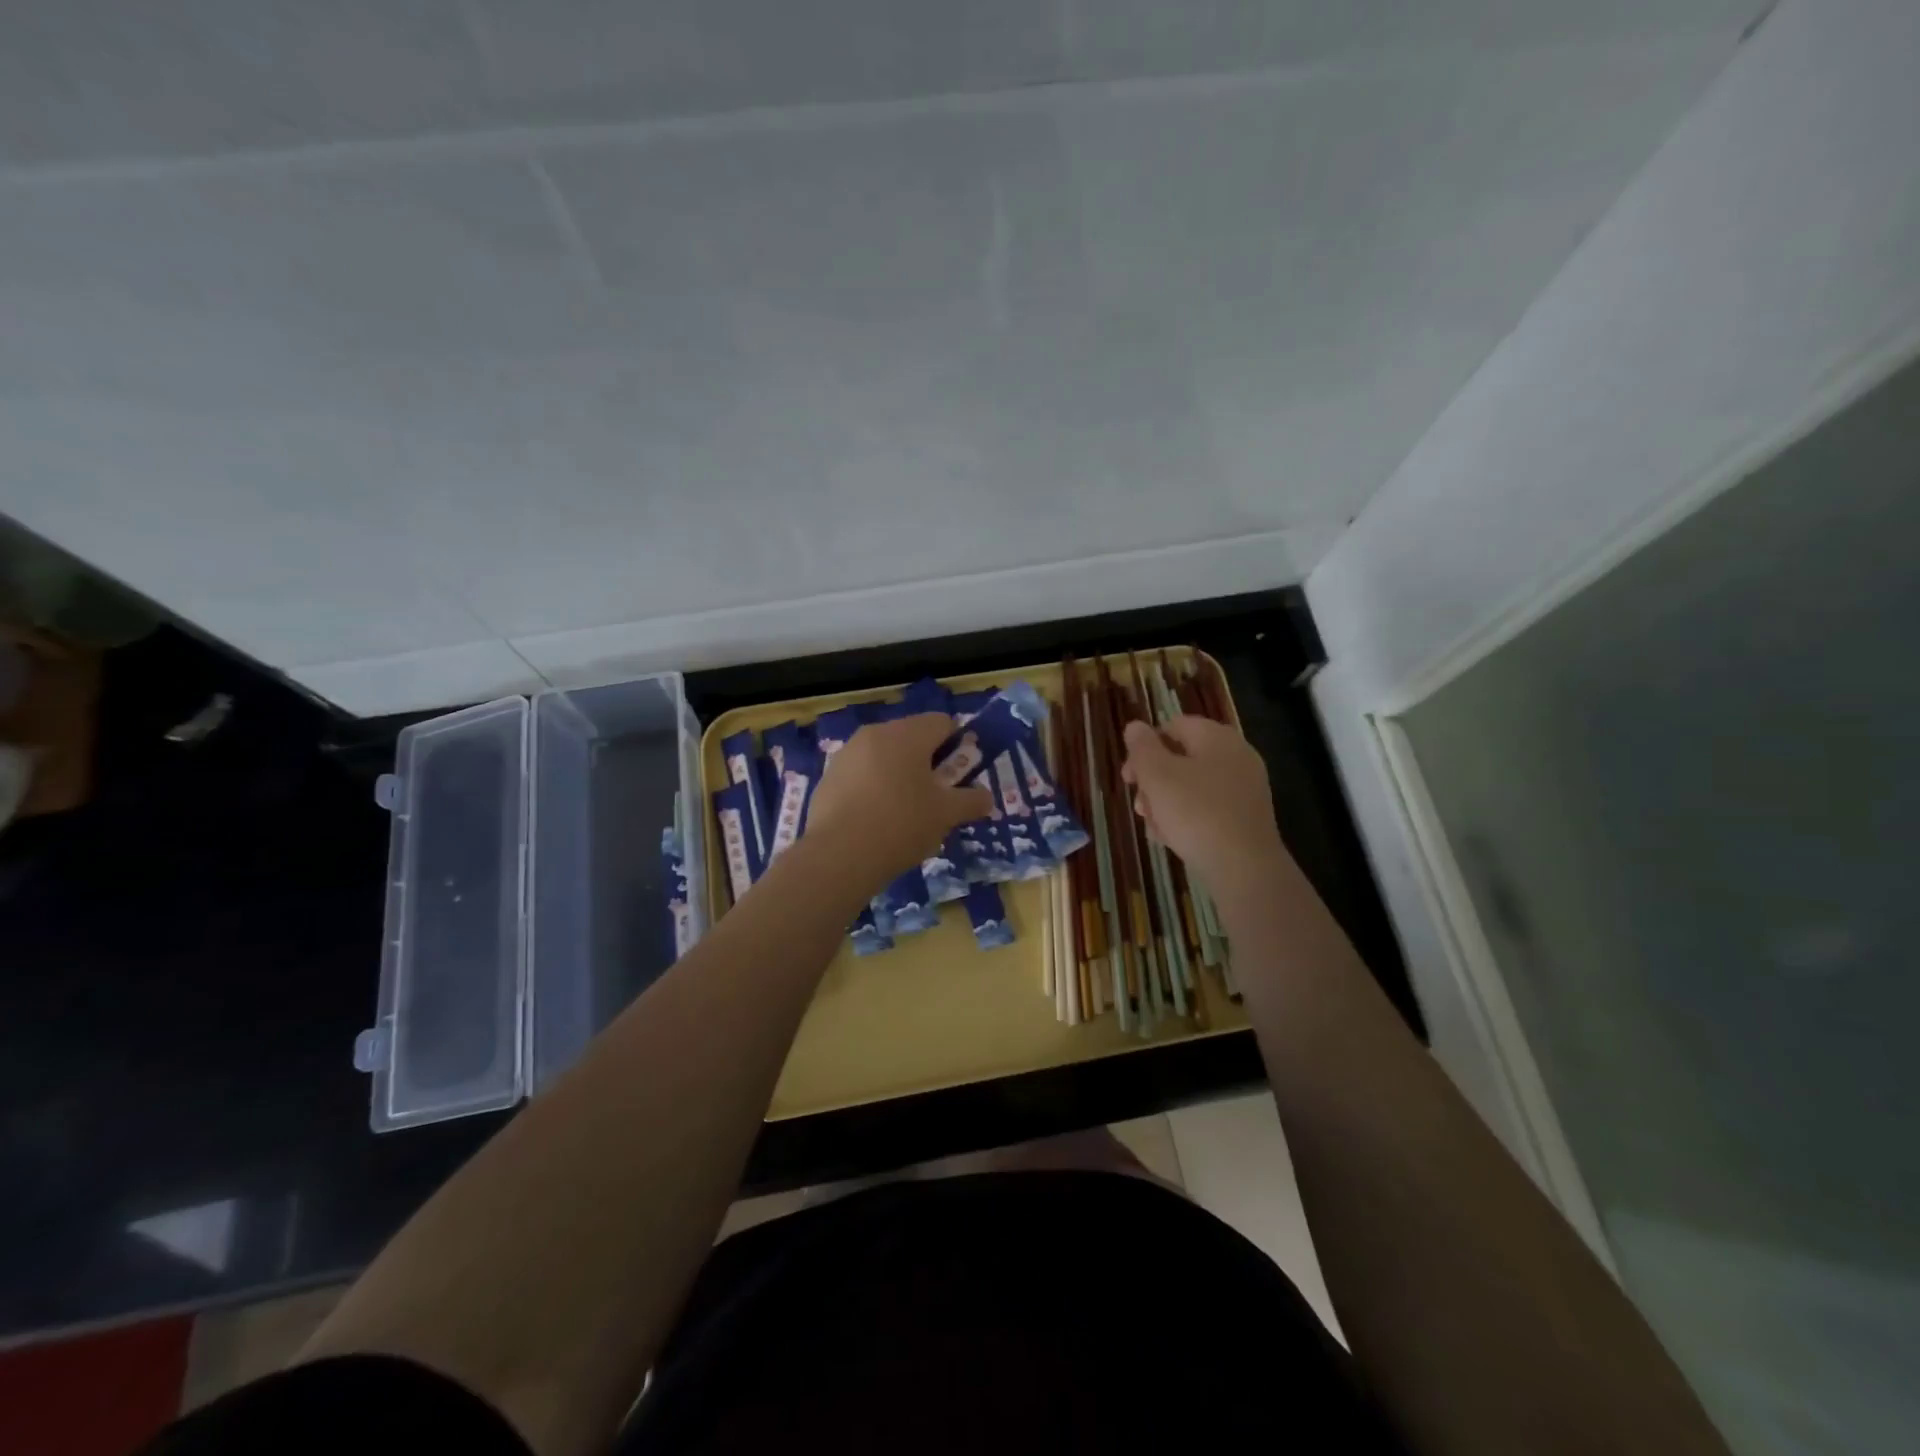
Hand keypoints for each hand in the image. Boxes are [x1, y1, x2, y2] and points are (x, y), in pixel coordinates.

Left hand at [806, 714, 994, 884]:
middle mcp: (875, 734)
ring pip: (884, 756)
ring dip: (900, 775)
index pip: (942, 722)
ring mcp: (847, 754)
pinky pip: (861, 775)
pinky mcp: (828, 777)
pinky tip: (876, 821)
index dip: (957, 745)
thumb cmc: (901, 825)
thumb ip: (971, 801)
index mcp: (907, 735)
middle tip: (937, 797)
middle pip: (911, 738)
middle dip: (928, 762)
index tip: (960, 775)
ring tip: (906, 813)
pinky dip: (874, 789)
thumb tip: (986, 797)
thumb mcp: (946, 815)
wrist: (838, 856)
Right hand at [1121, 716, 1288, 894]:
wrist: (1244, 867)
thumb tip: (1135, 727)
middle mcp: (1236, 756)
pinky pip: (1208, 808)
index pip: (1174, 726)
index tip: (1129, 776)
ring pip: (1192, 786)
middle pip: (1182, 758)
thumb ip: (1142, 748)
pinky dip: (1187, 818)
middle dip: (1153, 781)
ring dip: (1165, 803)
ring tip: (1153, 828)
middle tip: (1139, 806)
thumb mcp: (1157, 775)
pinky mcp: (1246, 817)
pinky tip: (1171, 840)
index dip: (1145, 747)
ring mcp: (1244, 788)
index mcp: (1216, 737)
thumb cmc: (1195, 812)